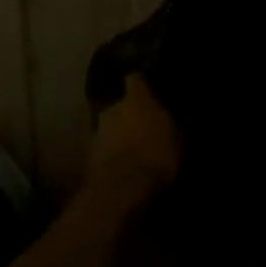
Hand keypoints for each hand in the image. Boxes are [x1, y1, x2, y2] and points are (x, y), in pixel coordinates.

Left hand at [88, 75, 180, 200]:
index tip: (148, 91)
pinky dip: (110, 153)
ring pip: (110, 127)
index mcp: (137, 100)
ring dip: (118, 135)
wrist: (121, 187)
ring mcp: (98, 131)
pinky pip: (103, 148)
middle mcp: (113, 108)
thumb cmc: (156, 156)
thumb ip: (171, 127)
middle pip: (121, 106)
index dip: (141, 86)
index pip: (135, 80)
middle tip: (143, 129)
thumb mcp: (177, 143)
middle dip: (129, 115)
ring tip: (132, 151)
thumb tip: (173, 122)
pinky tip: (121, 166)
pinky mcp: (88, 154)